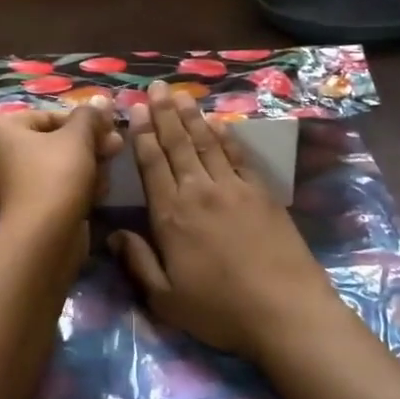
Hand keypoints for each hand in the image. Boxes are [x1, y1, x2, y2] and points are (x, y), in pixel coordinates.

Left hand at [0, 100, 120, 246]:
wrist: (40, 240)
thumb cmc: (55, 177)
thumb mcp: (78, 138)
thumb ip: (90, 116)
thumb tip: (102, 100)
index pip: (50, 116)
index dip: (86, 124)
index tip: (113, 133)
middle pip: (53, 142)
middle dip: (88, 147)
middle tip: (115, 152)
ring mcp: (1, 184)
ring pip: (54, 167)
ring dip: (85, 169)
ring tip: (104, 181)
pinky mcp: (16, 210)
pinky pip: (48, 189)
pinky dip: (71, 190)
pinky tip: (94, 197)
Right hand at [111, 82, 337, 361]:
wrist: (286, 311)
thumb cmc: (220, 310)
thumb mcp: (166, 299)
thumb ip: (138, 263)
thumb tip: (114, 235)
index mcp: (171, 215)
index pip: (152, 165)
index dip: (142, 135)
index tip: (135, 110)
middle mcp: (199, 192)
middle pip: (178, 145)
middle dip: (165, 114)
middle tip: (156, 87)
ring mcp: (233, 189)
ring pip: (207, 143)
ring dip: (193, 117)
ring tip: (182, 94)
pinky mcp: (261, 193)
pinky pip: (238, 156)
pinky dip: (226, 137)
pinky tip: (219, 124)